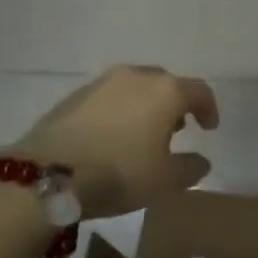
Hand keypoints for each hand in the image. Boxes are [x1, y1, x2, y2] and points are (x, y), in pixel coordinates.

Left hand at [11, 66, 218, 219]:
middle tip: (177, 128)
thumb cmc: (120, 173)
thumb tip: (200, 160)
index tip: (209, 128)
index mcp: (165, 91)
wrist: (49, 174)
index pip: (199, 91)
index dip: (209, 109)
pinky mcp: (75, 95)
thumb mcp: (165, 181)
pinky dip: (120, 110)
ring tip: (143, 133)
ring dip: (145, 105)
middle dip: (175, 104)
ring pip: (135, 87)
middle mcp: (136, 77)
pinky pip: (110, 97)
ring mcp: (102, 82)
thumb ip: (190, 168)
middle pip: (166, 83)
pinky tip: (113, 135)